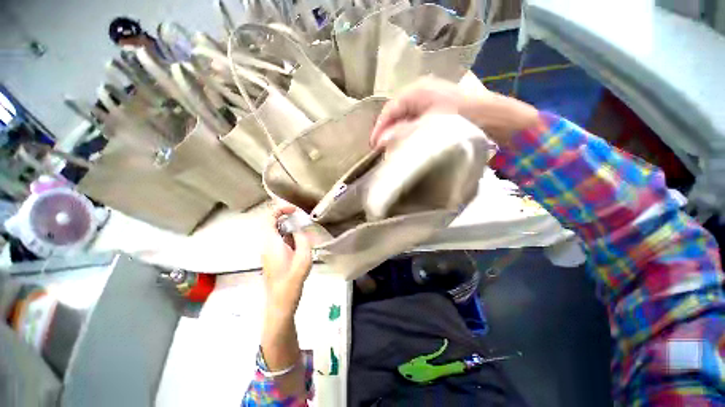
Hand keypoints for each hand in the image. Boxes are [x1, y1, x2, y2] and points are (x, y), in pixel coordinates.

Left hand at [261, 205, 312, 316]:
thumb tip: (299, 230)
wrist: (280, 302)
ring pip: (277, 233)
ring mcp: (267, 252)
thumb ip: (302, 238)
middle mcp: (266, 245)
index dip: (281, 209)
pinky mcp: (271, 257)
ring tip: (304, 235)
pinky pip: (279, 241)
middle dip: (288, 219)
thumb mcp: (303, 257)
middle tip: (303, 220)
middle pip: (273, 224)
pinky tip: (300, 246)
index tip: (295, 209)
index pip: (270, 217)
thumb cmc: (292, 280)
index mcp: (271, 242)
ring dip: (290, 229)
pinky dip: (289, 238)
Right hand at [370, 77, 538, 148]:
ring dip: (398, 134)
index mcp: (416, 91)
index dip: (379, 129)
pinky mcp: (436, 109)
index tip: (373, 146)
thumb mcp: (429, 127)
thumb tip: (381, 142)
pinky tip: (409, 144)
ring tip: (393, 149)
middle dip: (388, 132)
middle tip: (382, 150)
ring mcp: (429, 100)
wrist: (495, 119)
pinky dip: (409, 133)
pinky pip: (415, 122)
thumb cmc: (461, 120)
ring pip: (405, 118)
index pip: (389, 110)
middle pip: (396, 114)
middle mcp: (420, 92)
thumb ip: (403, 134)